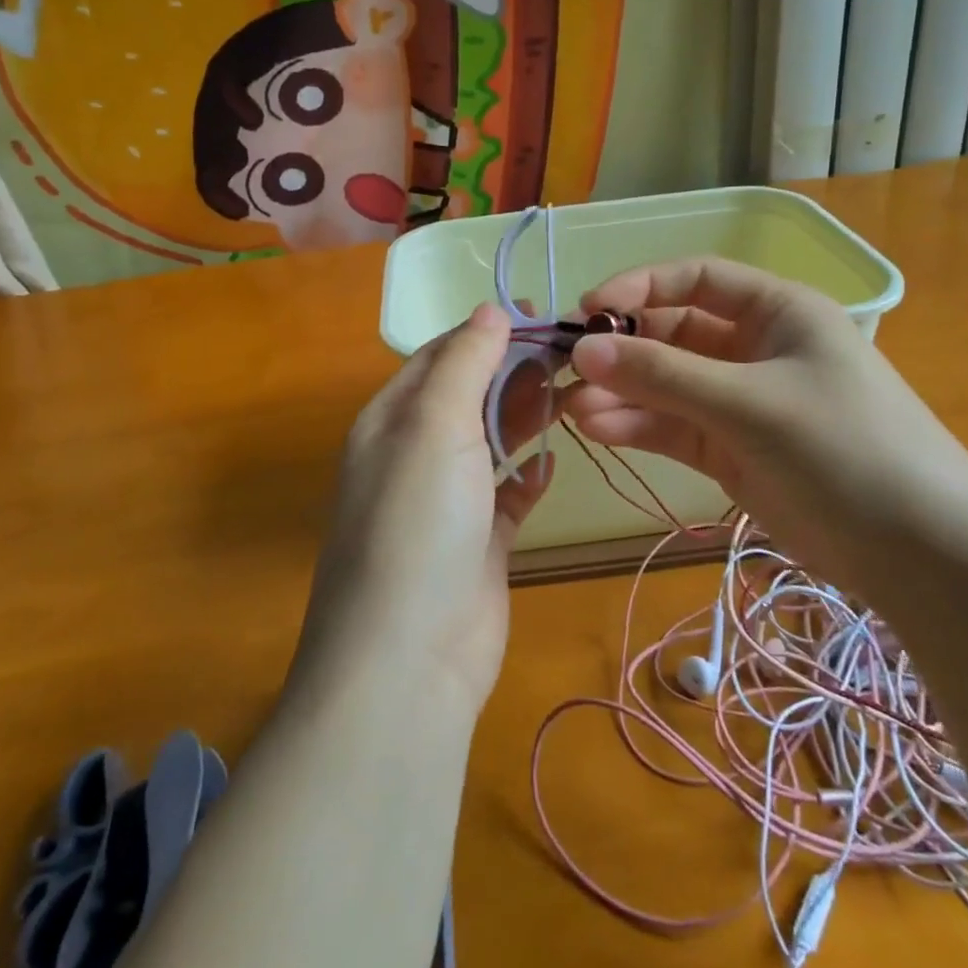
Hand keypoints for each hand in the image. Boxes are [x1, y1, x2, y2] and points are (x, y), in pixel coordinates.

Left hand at [292, 305, 553, 716]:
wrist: (410, 658)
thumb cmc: (418, 522)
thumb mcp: (435, 425)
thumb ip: (464, 363)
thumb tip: (489, 308)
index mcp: (392, 419)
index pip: (441, 356)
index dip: (487, 330)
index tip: (542, 314)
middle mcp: (414, 454)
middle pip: (470, 395)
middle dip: (515, 370)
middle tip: (572, 353)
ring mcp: (447, 501)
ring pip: (492, 441)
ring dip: (527, 416)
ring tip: (575, 391)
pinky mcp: (479, 543)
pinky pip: (507, 494)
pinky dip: (528, 475)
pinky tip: (554, 463)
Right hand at [564, 259, 967, 594]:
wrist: (918, 551)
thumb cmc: (845, 447)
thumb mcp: (750, 402)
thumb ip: (663, 375)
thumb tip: (581, 350)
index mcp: (777, 311)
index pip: (695, 279)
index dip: (639, 288)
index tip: (588, 311)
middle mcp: (755, 348)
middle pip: (673, 333)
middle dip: (622, 350)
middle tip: (568, 369)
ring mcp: (740, 402)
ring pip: (666, 385)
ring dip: (621, 393)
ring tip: (571, 410)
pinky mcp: (730, 450)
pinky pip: (672, 426)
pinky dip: (637, 426)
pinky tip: (598, 430)